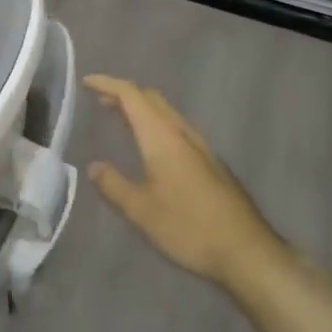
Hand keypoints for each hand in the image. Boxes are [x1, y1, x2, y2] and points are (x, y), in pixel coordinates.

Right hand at [85, 75, 287, 288]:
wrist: (245, 248)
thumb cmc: (188, 226)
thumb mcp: (142, 211)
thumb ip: (114, 185)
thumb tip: (94, 167)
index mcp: (161, 136)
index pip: (131, 95)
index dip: (108, 84)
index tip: (86, 82)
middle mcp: (181, 132)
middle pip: (151, 98)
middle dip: (124, 94)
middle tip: (100, 101)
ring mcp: (200, 145)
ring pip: (166, 112)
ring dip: (141, 108)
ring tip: (120, 119)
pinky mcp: (210, 161)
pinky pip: (176, 127)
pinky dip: (155, 124)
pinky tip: (151, 146)